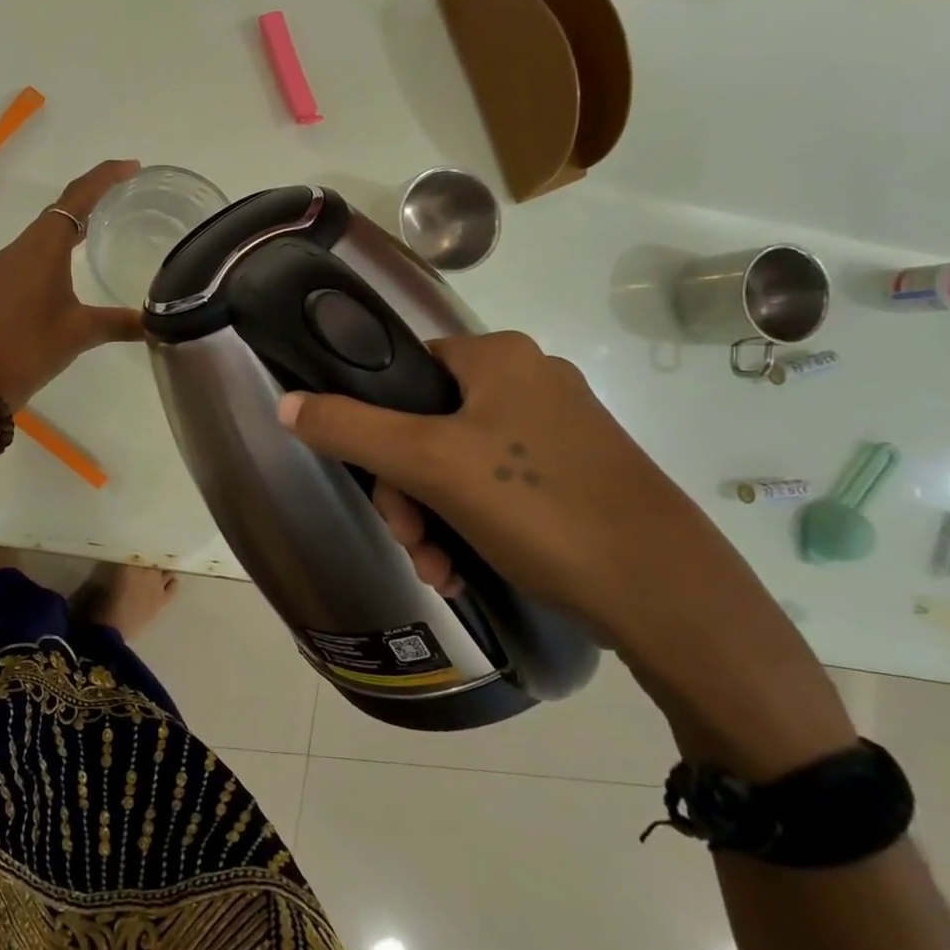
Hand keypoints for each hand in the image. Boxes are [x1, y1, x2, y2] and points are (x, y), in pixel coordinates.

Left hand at [0, 160, 144, 408]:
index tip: (131, 167)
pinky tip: (50, 294)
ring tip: (89, 247)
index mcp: (41, 250)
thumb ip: (120, 323)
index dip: (103, 178)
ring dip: (61, 240)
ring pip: (33, 245)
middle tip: (118, 205)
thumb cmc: (29, 350)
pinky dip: (40, 268)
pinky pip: (17, 270)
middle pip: (54, 217)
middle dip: (86, 207)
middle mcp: (14, 253)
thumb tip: (156, 322)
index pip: (75, 199)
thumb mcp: (80, 335)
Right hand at [274, 332, 750, 646]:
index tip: (378, 485)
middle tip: (411, 542)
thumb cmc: (538, 506)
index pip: (404, 372)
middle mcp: (530, 380)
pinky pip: (496, 489)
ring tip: (438, 571)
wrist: (664, 592)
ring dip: (431, 519)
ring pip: (457, 465)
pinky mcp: (575, 476)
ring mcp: (558, 431)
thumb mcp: (430, 464)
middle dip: (406, 492)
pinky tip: (464, 573)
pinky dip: (469, 527)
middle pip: (427, 426)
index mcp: (499, 356)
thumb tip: (284, 403)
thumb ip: (350, 428)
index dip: (375, 427)